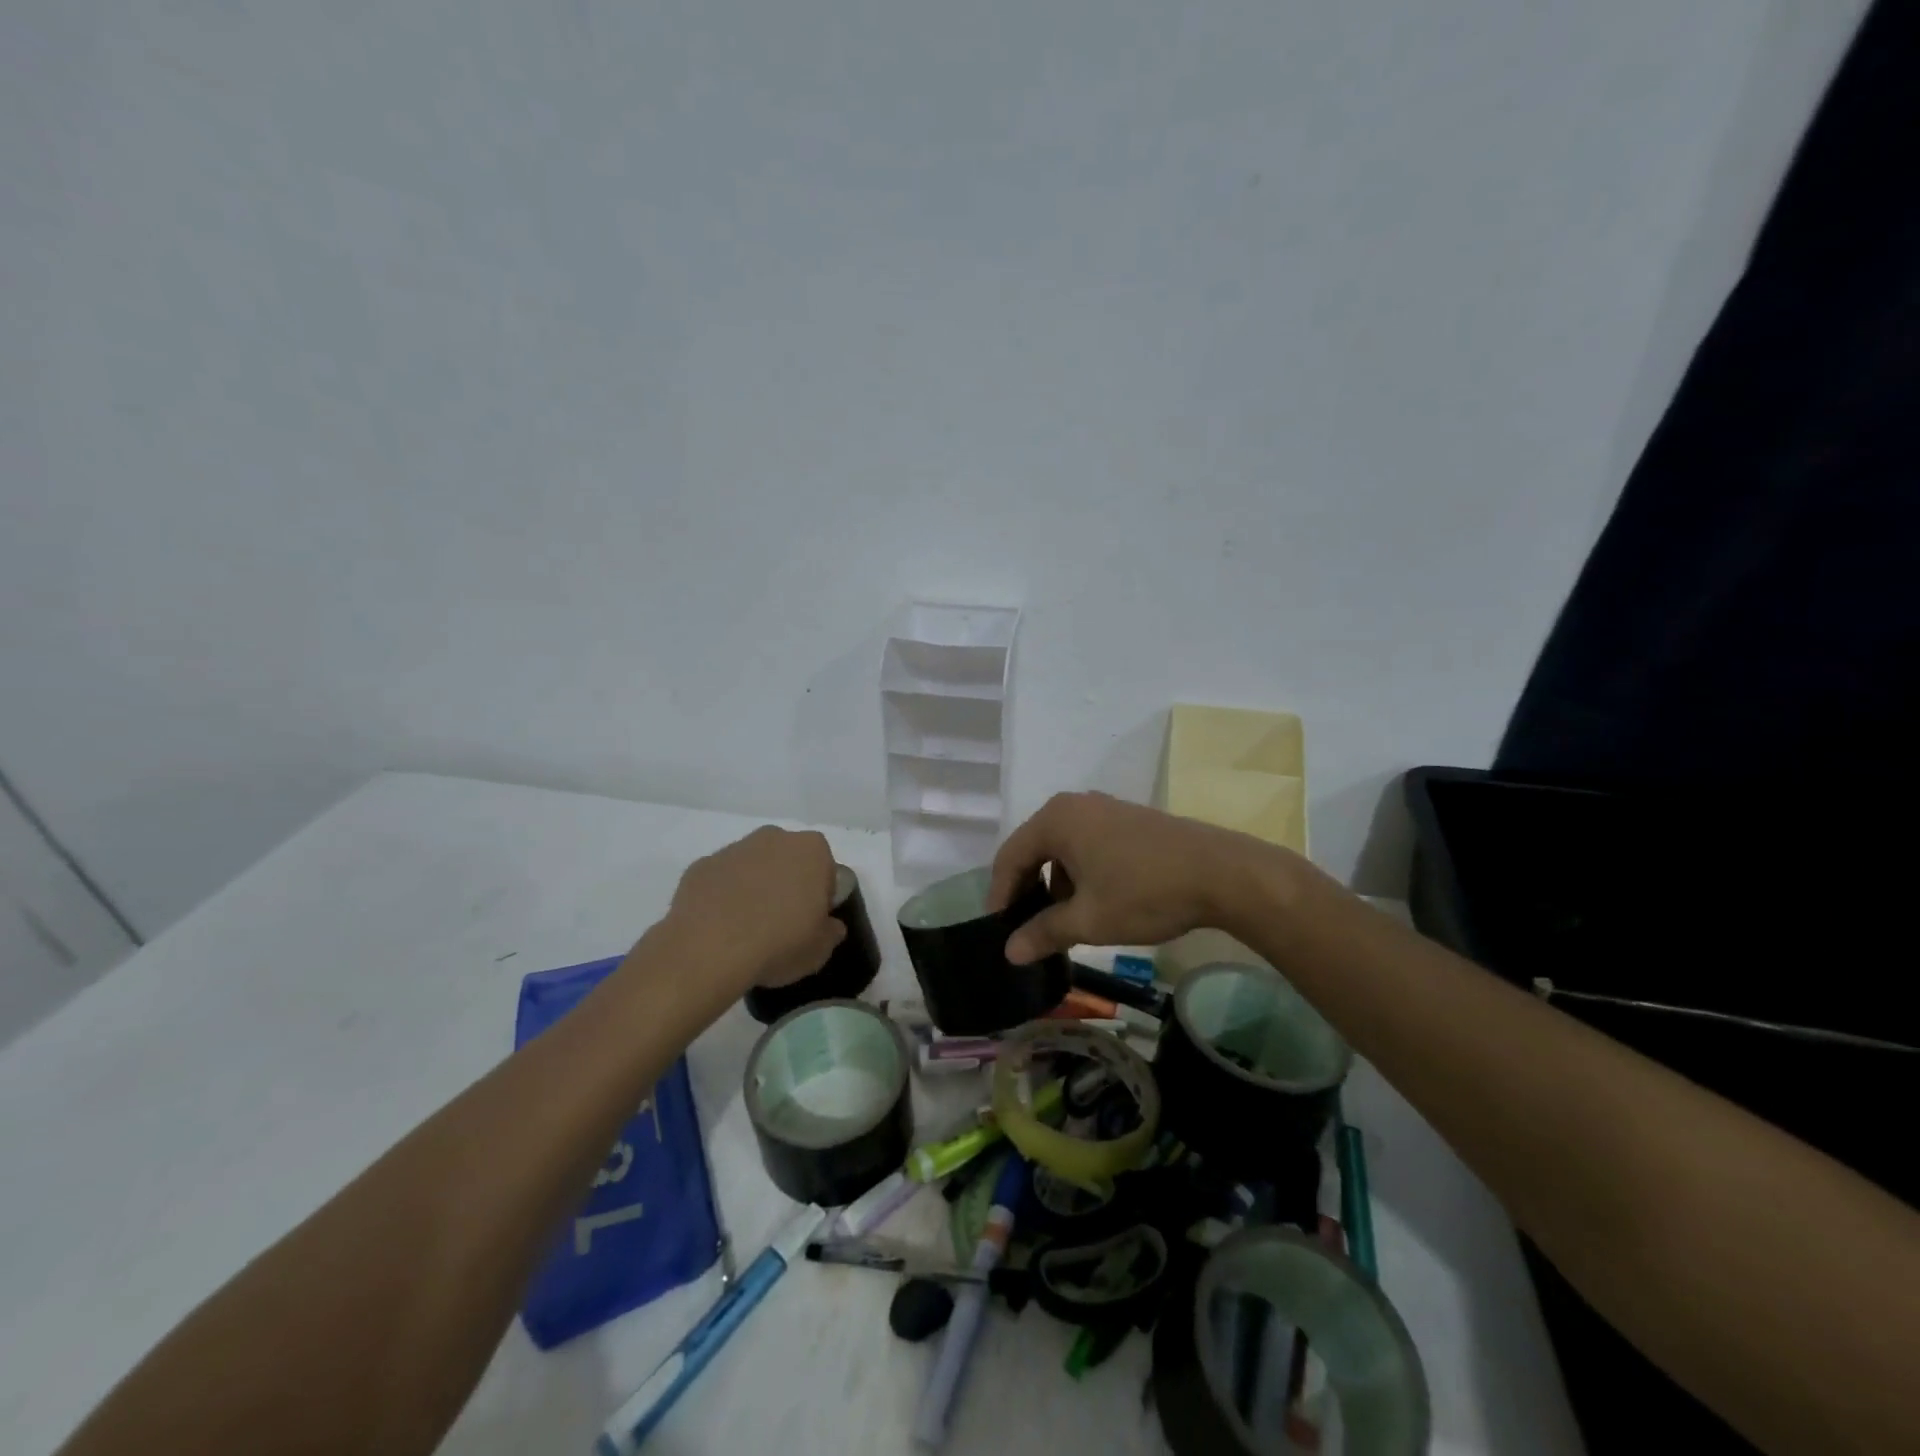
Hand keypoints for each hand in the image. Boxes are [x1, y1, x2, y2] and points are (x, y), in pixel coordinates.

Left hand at [666, 827, 846, 993]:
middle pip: (788, 859)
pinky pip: (721, 879)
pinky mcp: (701, 865)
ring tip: (747, 927)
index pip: (825, 869)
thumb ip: (831, 930)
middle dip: (787, 883)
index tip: (811, 921)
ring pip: (753, 866)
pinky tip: (720, 925)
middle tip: (782, 922)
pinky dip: (723, 895)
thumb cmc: (779, 943)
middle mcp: (774, 838)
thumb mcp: (820, 949)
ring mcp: (734, 849)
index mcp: (812, 850)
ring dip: (754, 886)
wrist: (709, 950)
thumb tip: (828, 925)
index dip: (820, 895)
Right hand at [987, 792, 1285, 963]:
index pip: (1010, 856)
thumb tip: (1009, 952)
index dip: (1000, 895)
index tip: (1000, 930)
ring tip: (1062, 922)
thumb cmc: (1145, 893)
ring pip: (1063, 848)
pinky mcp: (1129, 819)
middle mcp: (1075, 805)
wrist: (1222, 873)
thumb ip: (1044, 933)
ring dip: (1056, 884)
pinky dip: (1081, 873)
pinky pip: (1088, 844)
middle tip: (1026, 928)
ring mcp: (1105, 808)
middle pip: (1035, 849)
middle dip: (1028, 890)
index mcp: (1056, 820)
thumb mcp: (1089, 920)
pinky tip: (1095, 903)